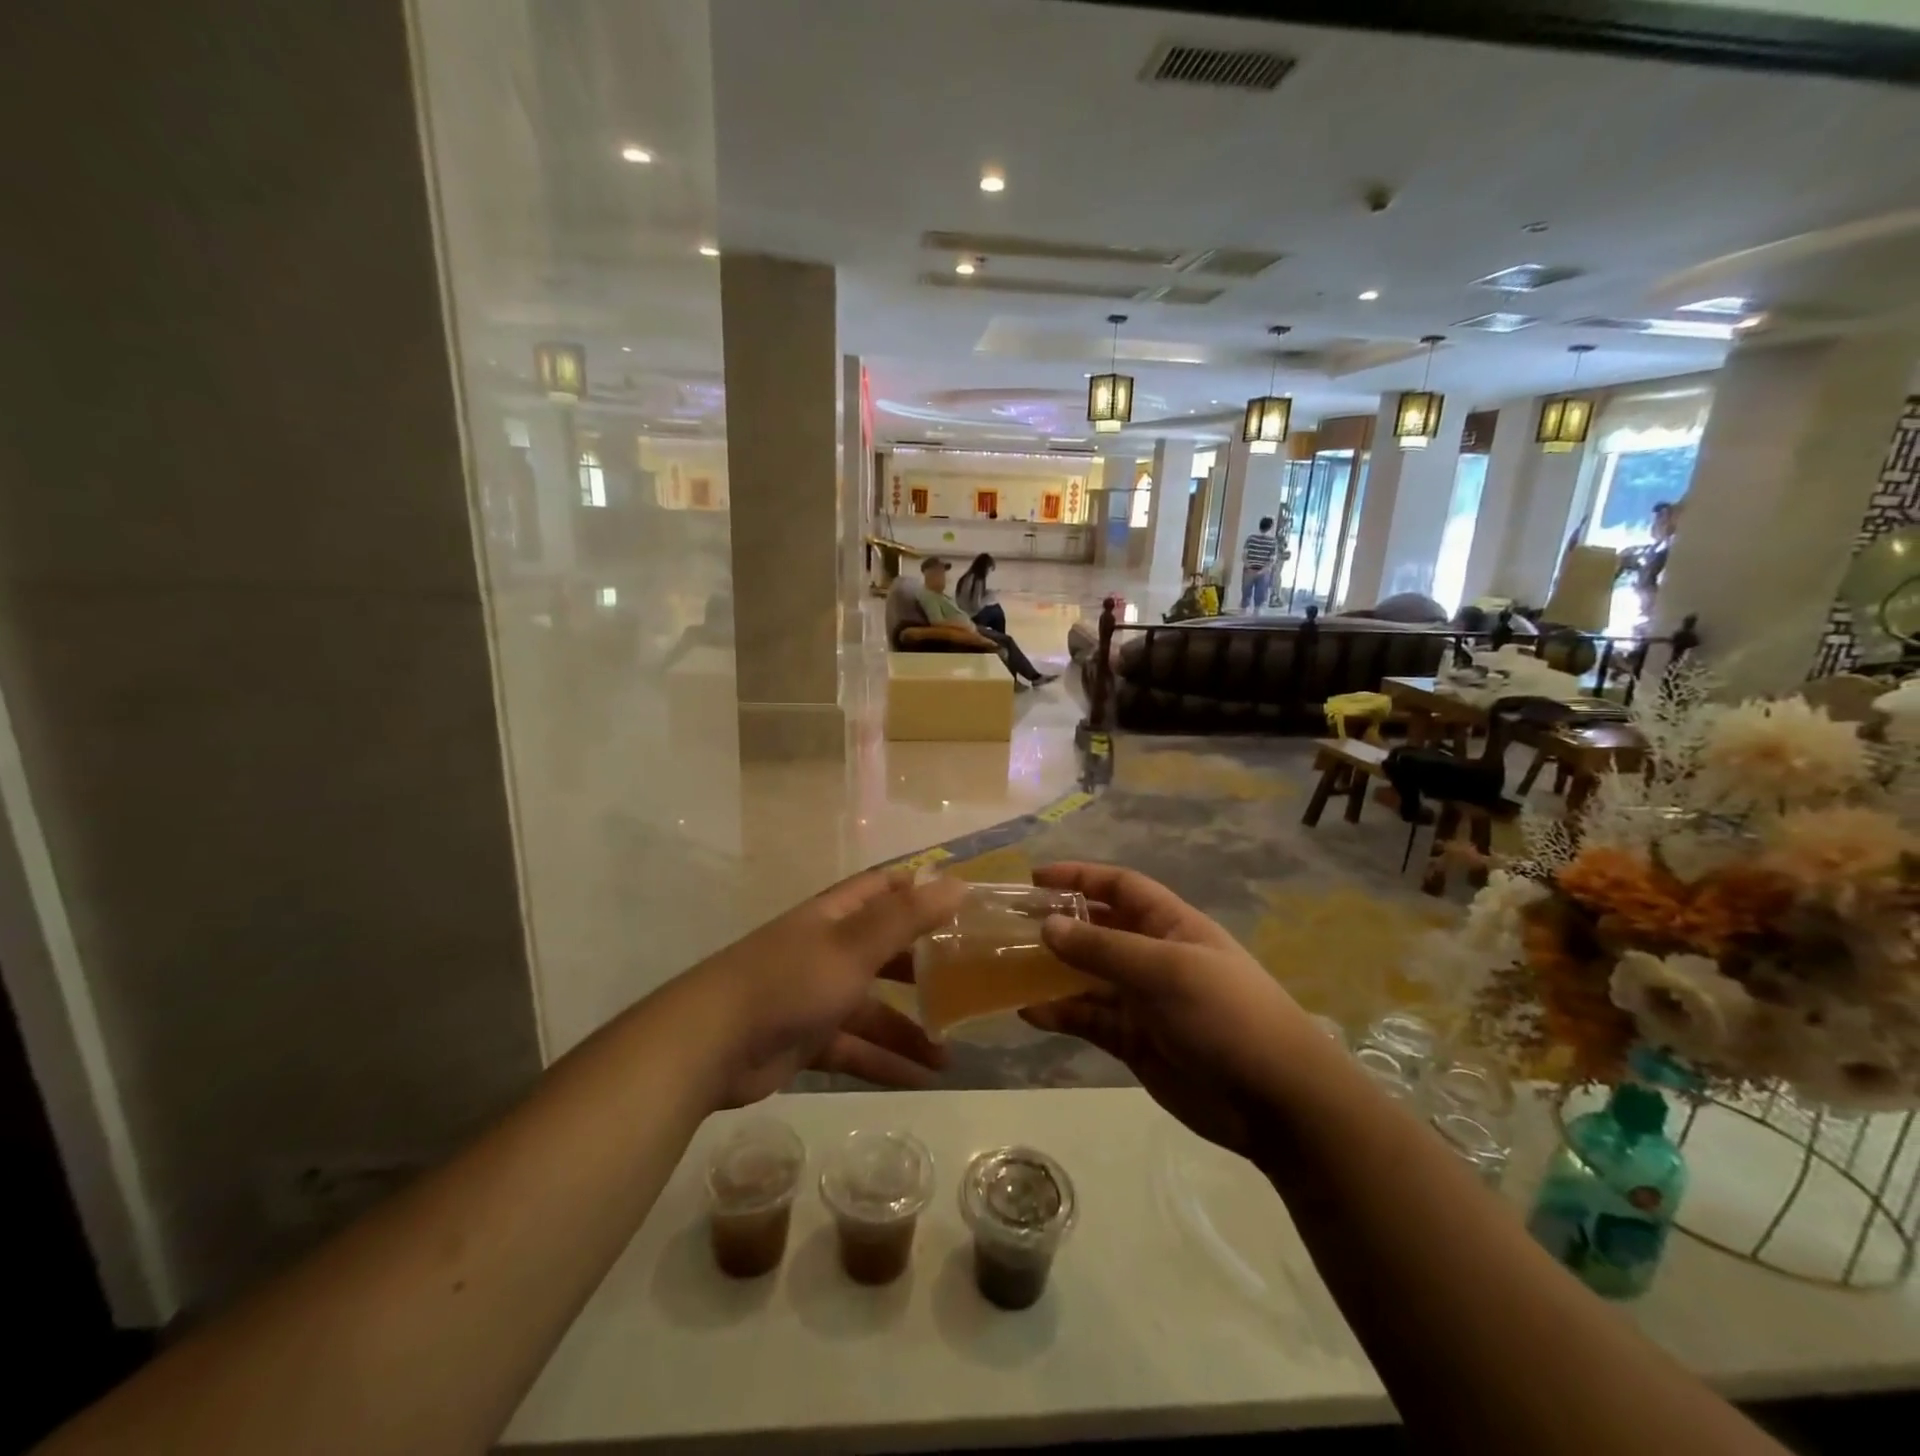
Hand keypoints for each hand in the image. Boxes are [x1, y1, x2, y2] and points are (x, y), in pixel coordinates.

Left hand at [689, 869, 966, 1106]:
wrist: (710, 1044)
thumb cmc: (789, 981)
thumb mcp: (854, 945)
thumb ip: (906, 917)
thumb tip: (958, 884)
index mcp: (835, 917)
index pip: (883, 889)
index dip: (919, 889)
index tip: (962, 902)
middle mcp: (828, 950)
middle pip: (884, 951)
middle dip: (922, 966)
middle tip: (967, 982)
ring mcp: (816, 996)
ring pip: (873, 1009)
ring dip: (908, 1030)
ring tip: (949, 1058)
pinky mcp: (807, 1039)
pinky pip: (856, 1048)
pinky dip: (884, 1062)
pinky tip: (919, 1082)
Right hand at [1021, 863, 1324, 1160]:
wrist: (1276, 1101)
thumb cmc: (1225, 1015)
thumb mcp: (1165, 971)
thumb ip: (1104, 949)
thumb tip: (1048, 925)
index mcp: (1171, 926)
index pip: (1120, 888)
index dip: (1080, 877)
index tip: (1036, 878)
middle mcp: (1153, 957)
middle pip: (1098, 930)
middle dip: (1059, 924)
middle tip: (1011, 926)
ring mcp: (1143, 1001)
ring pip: (1087, 976)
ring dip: (1052, 972)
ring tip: (1008, 969)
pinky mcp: (1134, 1041)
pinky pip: (1089, 1019)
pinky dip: (1060, 1014)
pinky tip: (1029, 1013)